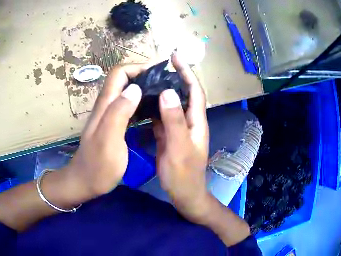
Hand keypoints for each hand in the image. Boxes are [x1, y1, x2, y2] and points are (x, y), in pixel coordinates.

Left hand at [65, 64, 150, 196]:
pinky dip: (141, 103)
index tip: (157, 73)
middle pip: (123, 80)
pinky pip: (128, 107)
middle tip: (165, 84)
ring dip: (143, 88)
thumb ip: (119, 113)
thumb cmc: (98, 166)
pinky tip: (153, 111)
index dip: (137, 68)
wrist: (85, 182)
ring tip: (163, 94)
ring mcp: (109, 116)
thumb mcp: (109, 140)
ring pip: (126, 92)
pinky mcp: (113, 126)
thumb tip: (135, 88)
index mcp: (105, 105)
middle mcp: (106, 106)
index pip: (119, 73)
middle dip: (143, 76)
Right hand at [153, 54, 210, 222]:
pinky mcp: (170, 137)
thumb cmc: (184, 174)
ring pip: (172, 105)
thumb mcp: (179, 148)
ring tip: (148, 81)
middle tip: (156, 68)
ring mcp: (179, 130)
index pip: (194, 90)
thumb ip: (174, 121)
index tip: (176, 57)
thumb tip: (167, 92)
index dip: (187, 72)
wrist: (184, 194)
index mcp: (196, 122)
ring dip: (163, 92)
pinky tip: (144, 104)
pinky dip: (155, 109)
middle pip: (183, 94)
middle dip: (174, 78)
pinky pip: (163, 118)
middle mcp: (190, 122)